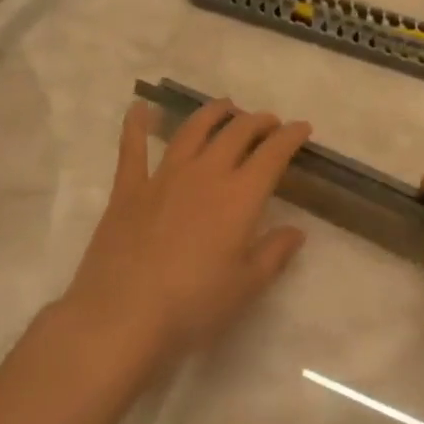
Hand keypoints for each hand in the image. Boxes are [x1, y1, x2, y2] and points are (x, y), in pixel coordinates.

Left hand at [60, 98, 311, 368]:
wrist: (122, 317)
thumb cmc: (193, 306)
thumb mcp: (246, 286)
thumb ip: (274, 253)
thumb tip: (296, 231)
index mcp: (240, 196)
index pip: (273, 154)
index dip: (290, 136)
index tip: (301, 128)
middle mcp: (205, 174)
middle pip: (236, 133)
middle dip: (258, 121)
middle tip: (268, 122)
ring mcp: (164, 177)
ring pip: (192, 130)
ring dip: (213, 113)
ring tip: (225, 107)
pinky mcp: (128, 189)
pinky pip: (133, 148)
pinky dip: (137, 124)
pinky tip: (139, 107)